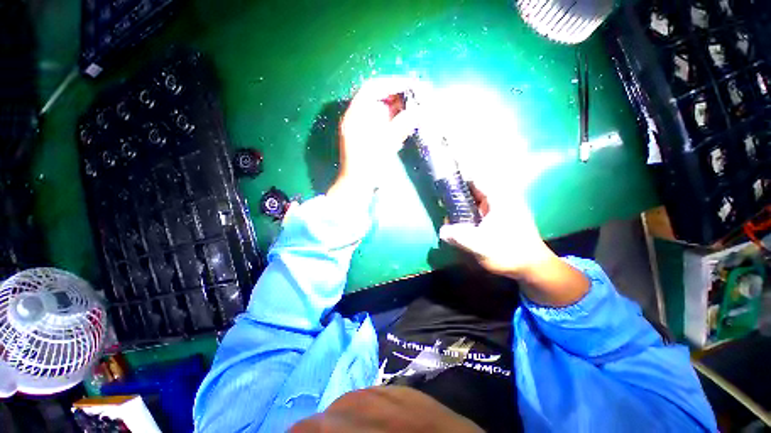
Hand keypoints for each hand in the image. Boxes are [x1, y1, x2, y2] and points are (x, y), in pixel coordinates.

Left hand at [329, 77, 416, 195]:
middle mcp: (356, 117)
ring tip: (413, 109)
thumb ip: (402, 125)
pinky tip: (403, 125)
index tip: (410, 85)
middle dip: (396, 97)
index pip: (372, 88)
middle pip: (376, 98)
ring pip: (379, 111)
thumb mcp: (386, 145)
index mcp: (355, 115)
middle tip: (415, 98)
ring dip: (396, 109)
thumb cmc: (369, 166)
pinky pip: (380, 123)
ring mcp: (360, 128)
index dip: (392, 83)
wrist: (357, 186)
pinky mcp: (366, 137)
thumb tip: (420, 111)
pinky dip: (392, 121)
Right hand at [439, 180, 589, 306]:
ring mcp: (501, 206)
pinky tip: (460, 220)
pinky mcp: (500, 216)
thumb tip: (442, 231)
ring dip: (462, 203)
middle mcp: (501, 197)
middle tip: (442, 201)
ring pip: (476, 198)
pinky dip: (468, 211)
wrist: (531, 267)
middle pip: (474, 187)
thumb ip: (459, 237)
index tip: (442, 185)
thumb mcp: (480, 246)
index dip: (458, 178)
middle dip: (457, 193)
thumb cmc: (509, 253)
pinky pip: (480, 207)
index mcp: (499, 198)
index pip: (475, 177)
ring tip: (447, 211)